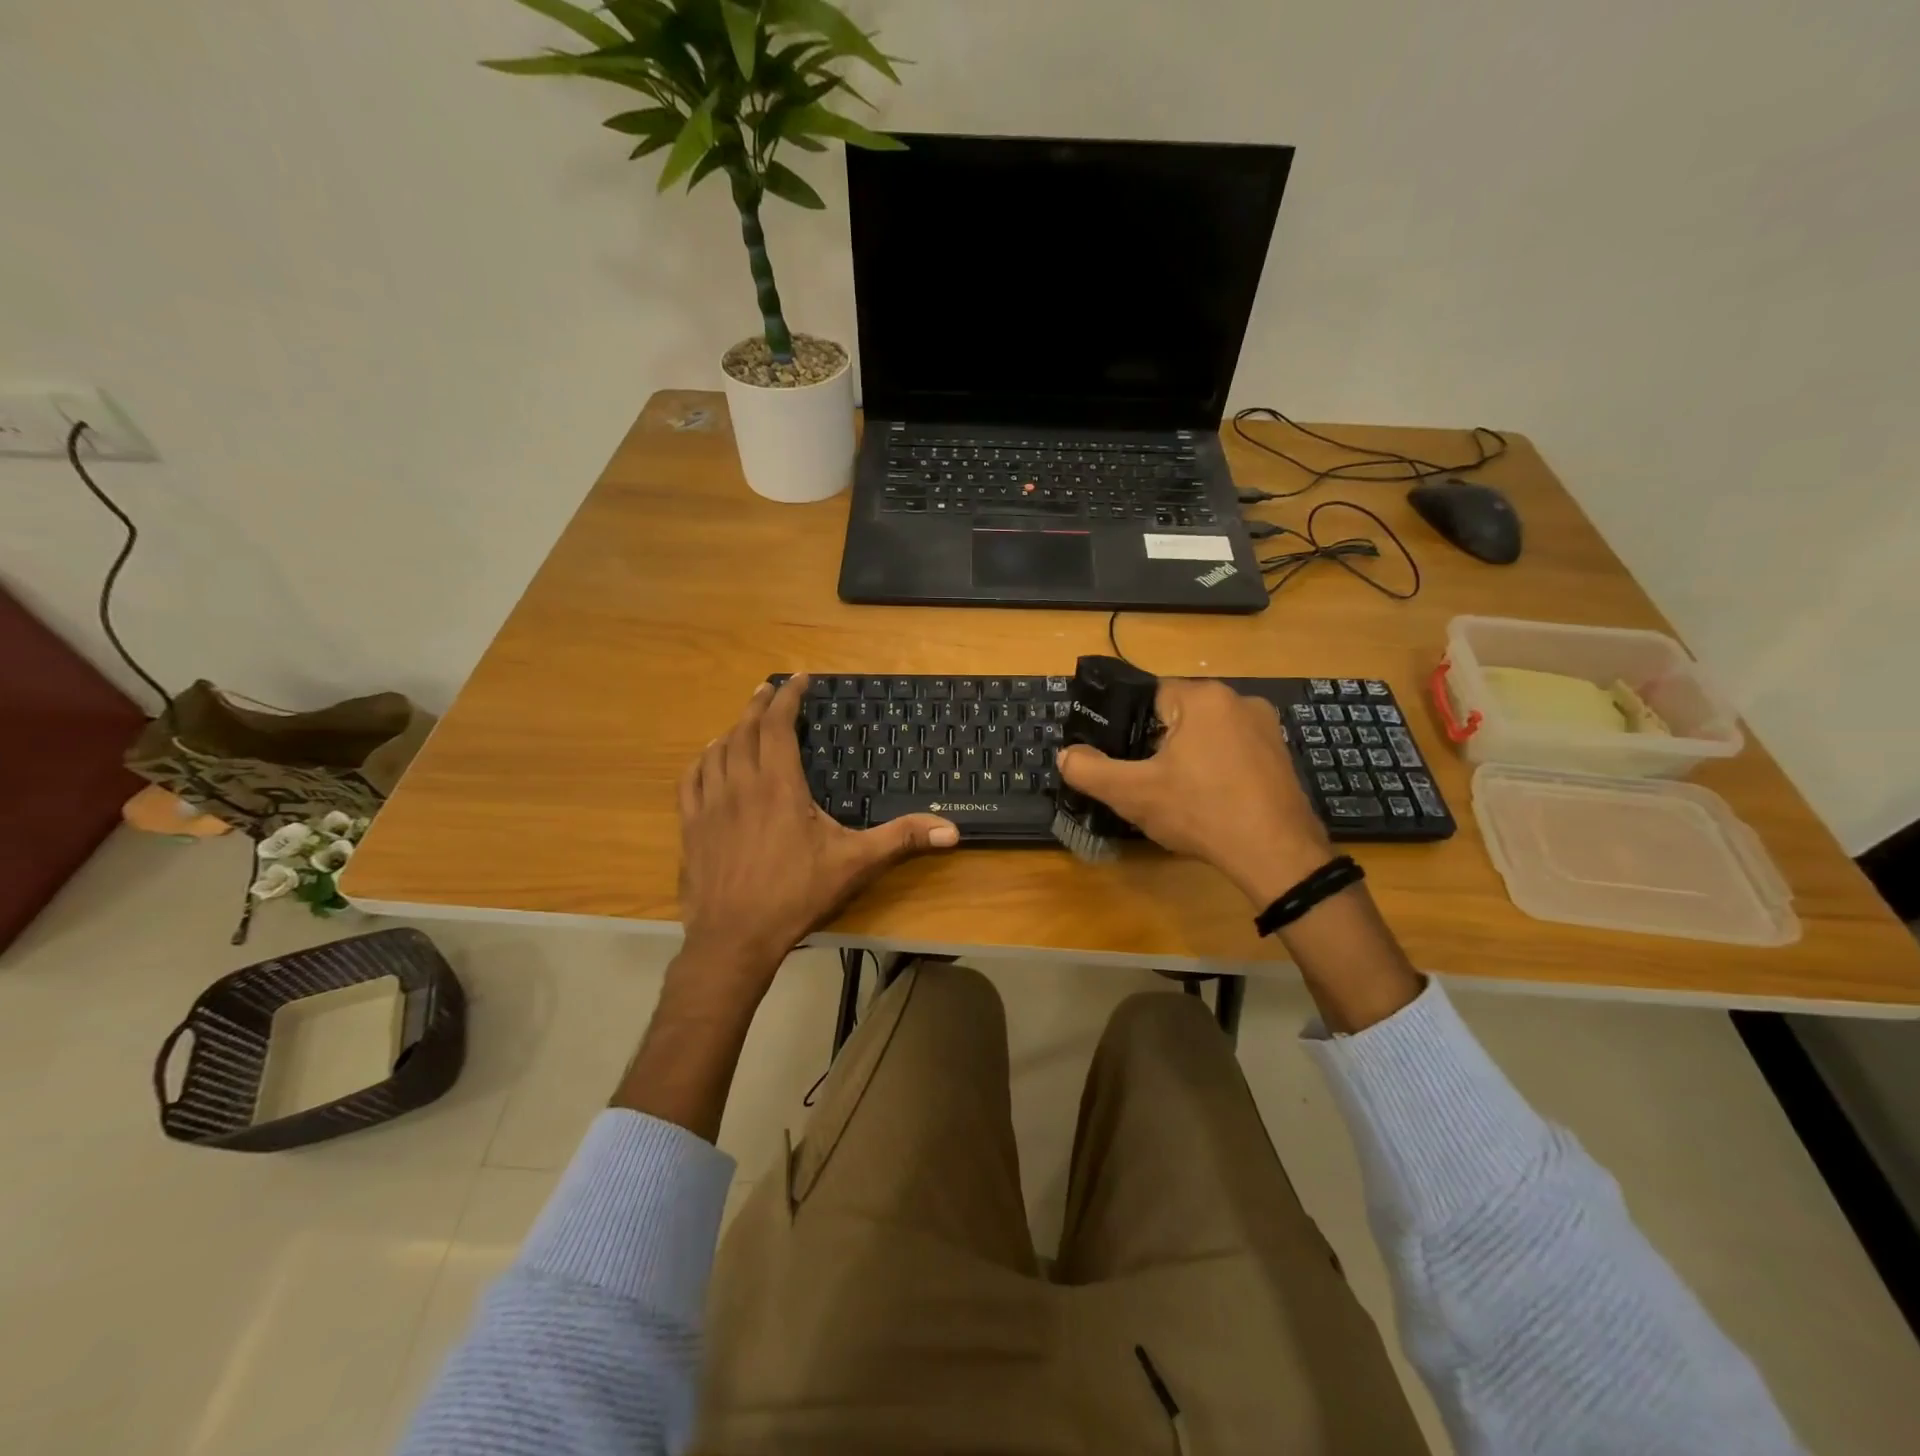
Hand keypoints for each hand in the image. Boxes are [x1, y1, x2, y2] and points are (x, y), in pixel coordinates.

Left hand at [676, 675, 957, 989]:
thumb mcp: (855, 864)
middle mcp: (740, 784)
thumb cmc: (796, 895)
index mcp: (778, 784)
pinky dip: (702, 760)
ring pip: (717, 750)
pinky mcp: (691, 826)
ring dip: (732, 729)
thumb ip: (901, 839)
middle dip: (760, 704)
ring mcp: (710, 805)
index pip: (779, 725)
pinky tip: (708, 759)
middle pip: (745, 729)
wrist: (734, 937)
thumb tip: (951, 831)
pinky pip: (691, 779)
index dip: (788, 696)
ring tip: (745, 721)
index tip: (799, 678)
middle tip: (771, 689)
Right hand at [1057, 677, 1332, 906]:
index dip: (1129, 728)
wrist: (1276, 854)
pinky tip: (1210, 802)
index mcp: (1203, 697)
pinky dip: (1216, 770)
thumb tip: (1065, 755)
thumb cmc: (1201, 812)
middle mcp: (1239, 699)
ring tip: (1178, 796)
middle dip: (1158, 745)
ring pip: (1206, 735)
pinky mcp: (1281, 755)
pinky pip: (1232, 752)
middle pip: (1178, 715)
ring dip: (1187, 758)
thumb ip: (1090, 771)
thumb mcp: (1133, 793)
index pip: (1148, 696)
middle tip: (1147, 782)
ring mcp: (1266, 727)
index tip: (1125, 760)